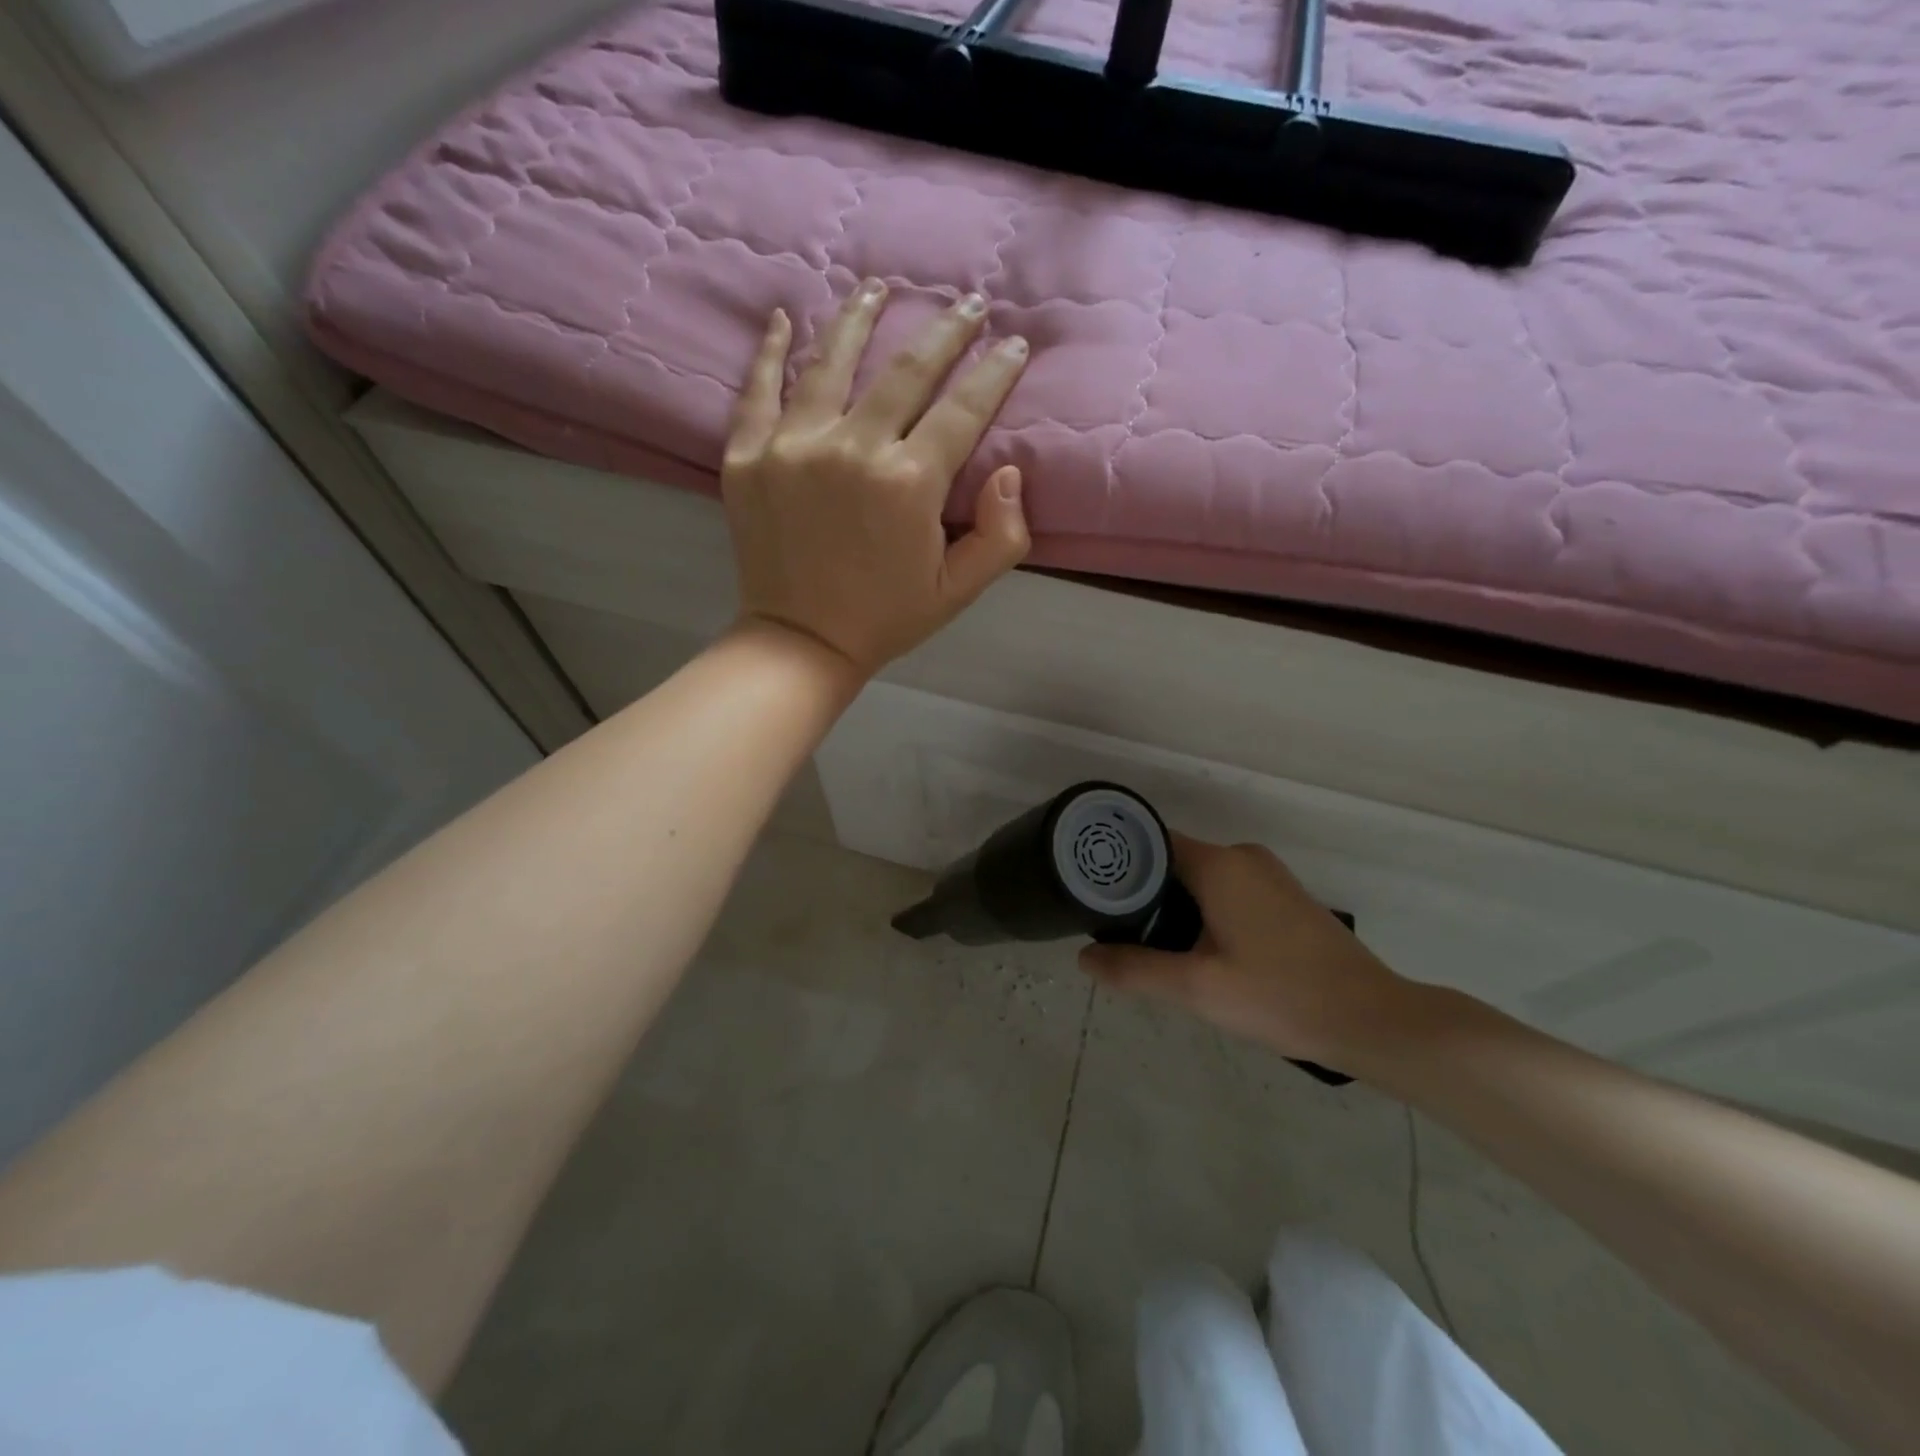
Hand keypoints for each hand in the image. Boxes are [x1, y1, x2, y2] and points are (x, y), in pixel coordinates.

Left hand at [722, 280, 1032, 675]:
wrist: (801, 642)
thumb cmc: (886, 618)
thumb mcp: (959, 591)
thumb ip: (1001, 535)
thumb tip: (1007, 470)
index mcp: (908, 483)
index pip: (963, 409)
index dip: (994, 373)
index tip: (1014, 345)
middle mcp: (851, 448)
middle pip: (906, 370)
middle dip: (946, 331)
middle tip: (967, 303)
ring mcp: (792, 445)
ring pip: (831, 360)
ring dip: (860, 317)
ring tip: (878, 287)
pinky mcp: (746, 454)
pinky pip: (758, 387)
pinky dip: (770, 349)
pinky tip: (783, 317)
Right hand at [1080, 835, 1410, 1069]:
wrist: (1371, 1020)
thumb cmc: (1279, 996)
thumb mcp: (1197, 988)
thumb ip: (1135, 969)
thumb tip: (1083, 958)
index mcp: (1219, 864)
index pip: (1149, 844)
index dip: (1117, 865)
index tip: (1090, 892)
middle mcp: (1242, 856)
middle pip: (1173, 861)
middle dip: (1142, 892)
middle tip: (1114, 931)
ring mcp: (1268, 874)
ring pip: (1200, 878)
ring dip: (1173, 904)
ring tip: (1148, 944)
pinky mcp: (1284, 896)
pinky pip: (1226, 889)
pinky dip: (1203, 909)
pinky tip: (1197, 949)